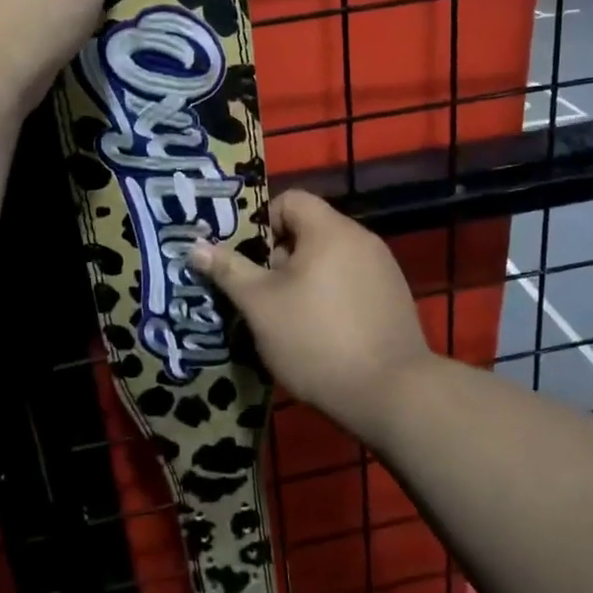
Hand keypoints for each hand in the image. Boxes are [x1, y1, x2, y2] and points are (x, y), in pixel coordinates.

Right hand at [191, 190, 434, 440]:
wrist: (391, 392)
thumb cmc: (316, 339)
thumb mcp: (260, 305)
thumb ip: (229, 270)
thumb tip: (197, 246)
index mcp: (330, 229)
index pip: (290, 200)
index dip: (262, 223)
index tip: (250, 261)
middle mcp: (362, 238)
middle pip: (310, 230)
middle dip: (280, 257)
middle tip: (262, 294)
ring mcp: (383, 269)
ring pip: (331, 259)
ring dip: (305, 279)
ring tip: (288, 318)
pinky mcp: (395, 298)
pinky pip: (352, 282)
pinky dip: (332, 296)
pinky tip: (322, 333)